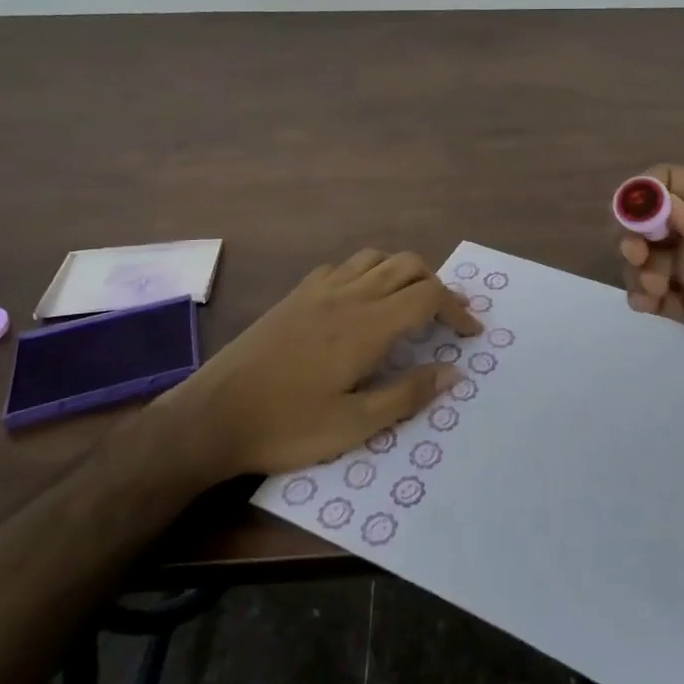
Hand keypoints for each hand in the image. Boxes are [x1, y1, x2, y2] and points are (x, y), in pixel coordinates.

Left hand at [150, 250, 479, 476]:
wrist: (212, 416)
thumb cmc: (286, 426)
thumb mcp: (354, 425)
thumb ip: (407, 395)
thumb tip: (453, 372)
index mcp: (367, 325)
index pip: (428, 296)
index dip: (457, 309)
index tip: (470, 333)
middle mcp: (348, 295)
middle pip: (408, 265)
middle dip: (437, 286)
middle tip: (447, 319)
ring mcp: (319, 290)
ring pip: (376, 258)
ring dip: (403, 273)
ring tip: (410, 304)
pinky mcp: (297, 294)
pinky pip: (345, 266)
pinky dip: (368, 273)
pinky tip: (362, 302)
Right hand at [618, 164, 683, 386]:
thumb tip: (672, 214)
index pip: (671, 181)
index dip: (645, 192)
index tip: (637, 216)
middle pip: (648, 221)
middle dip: (630, 231)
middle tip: (638, 254)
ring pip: (646, 260)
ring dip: (634, 266)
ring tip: (654, 287)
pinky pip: (658, 300)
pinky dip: (640, 297)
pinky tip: (647, 304)